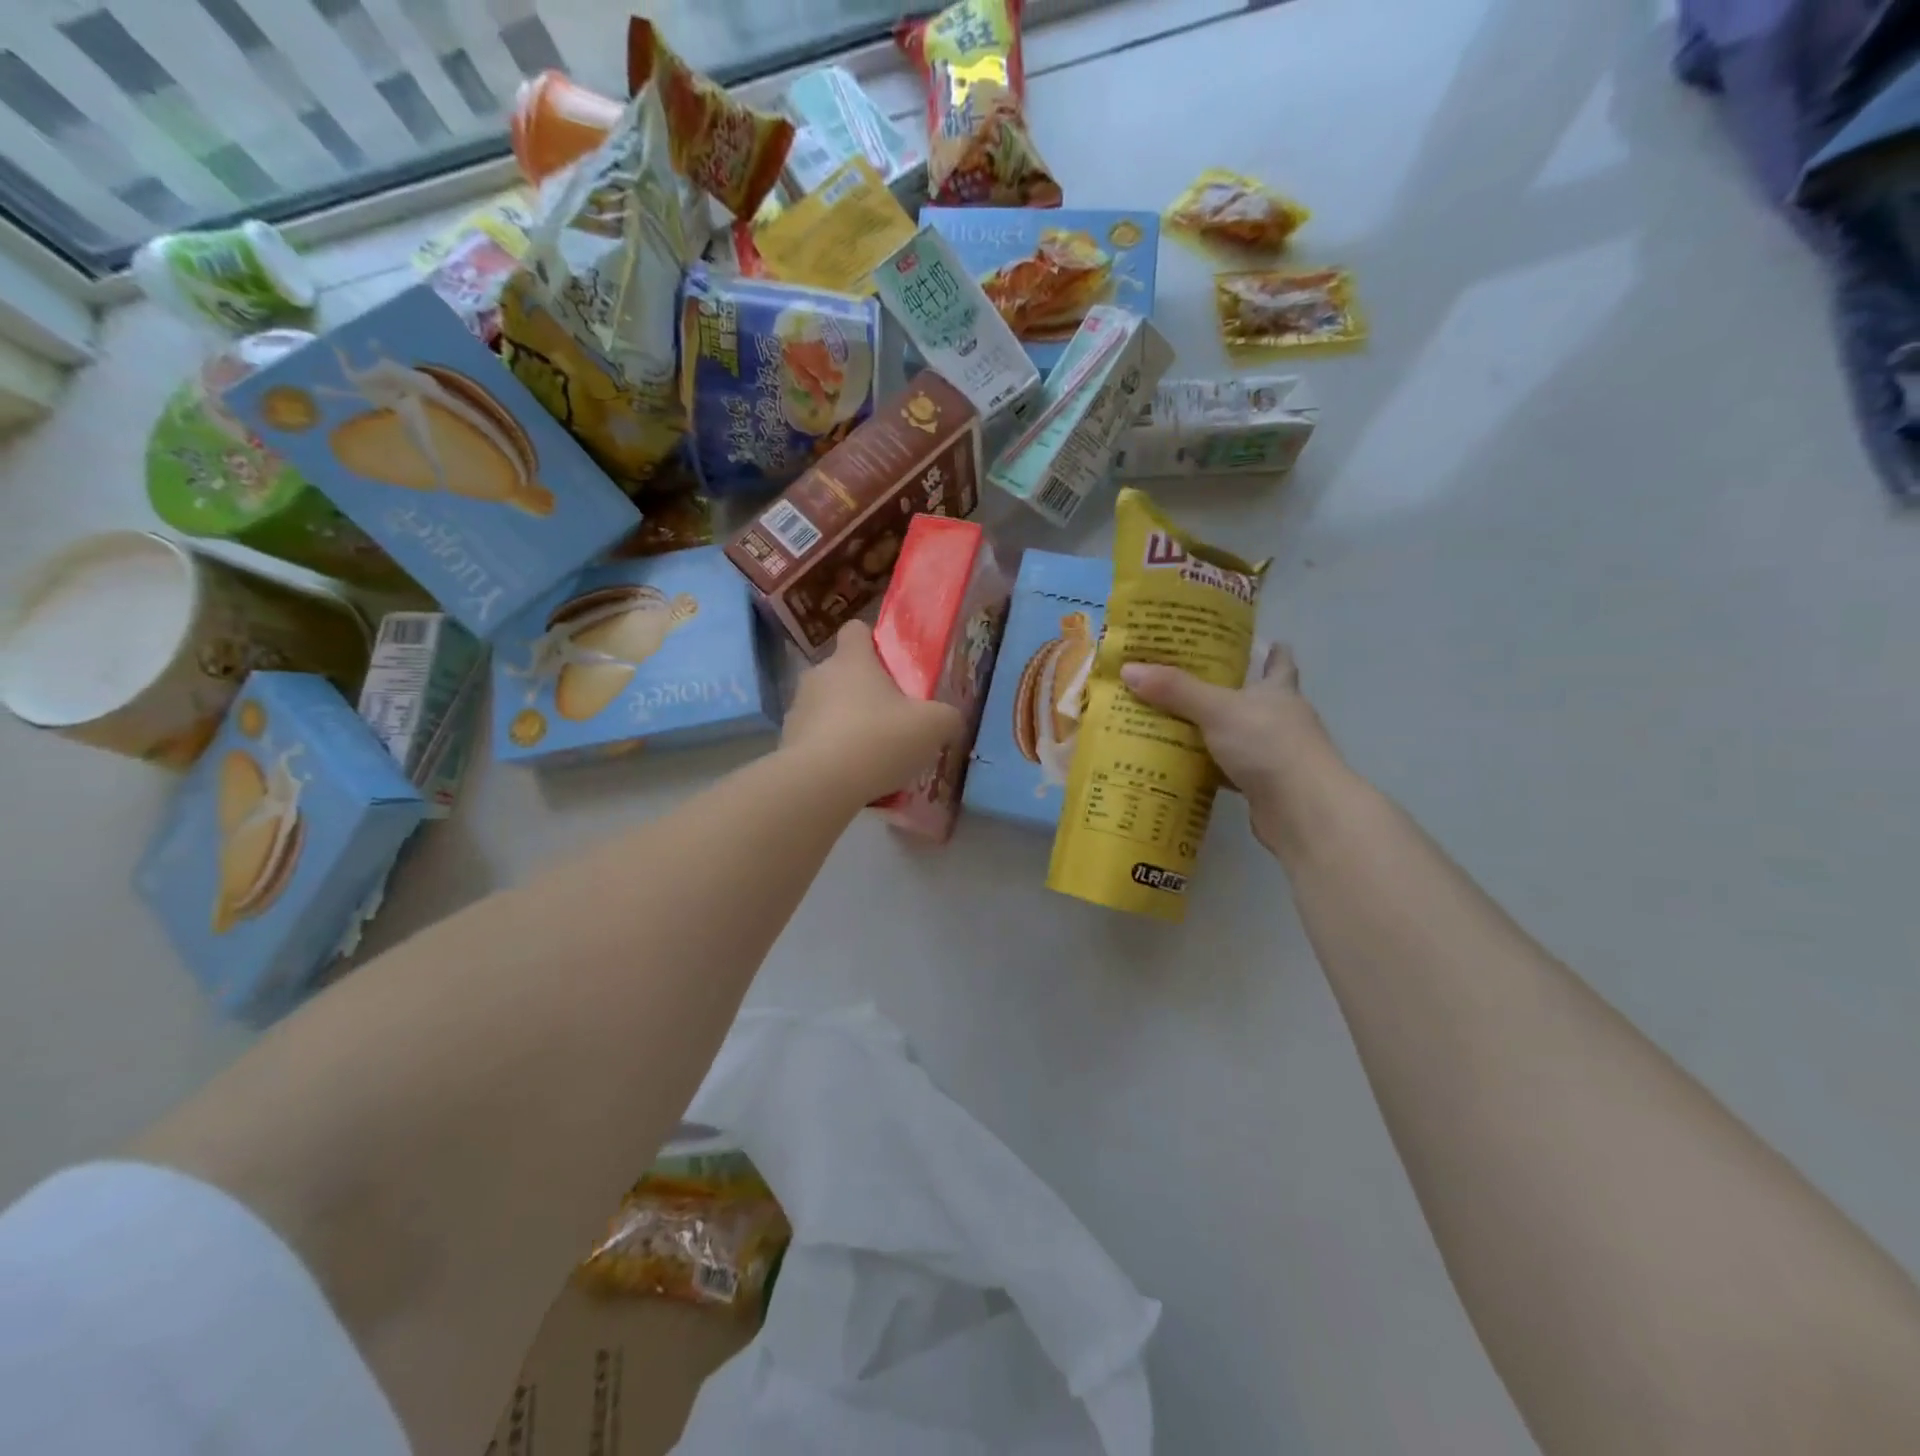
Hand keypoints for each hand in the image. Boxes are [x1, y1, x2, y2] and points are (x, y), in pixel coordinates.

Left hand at [783, 622, 963, 804]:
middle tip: (889, 718)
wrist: (820, 784)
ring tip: (869, 753)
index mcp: (852, 659)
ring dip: (844, 722)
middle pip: (841, 672)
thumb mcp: (933, 726)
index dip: (872, 643)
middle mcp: (819, 674)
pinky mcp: (786, 741)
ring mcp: (797, 708)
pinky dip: (829, 751)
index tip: (889, 665)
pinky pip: (814, 738)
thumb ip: (946, 716)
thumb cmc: (879, 739)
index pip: (856, 630)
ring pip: (825, 706)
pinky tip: (848, 775)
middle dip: (862, 690)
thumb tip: (949, 718)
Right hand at [1120, 646, 1350, 859]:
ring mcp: (1273, 754)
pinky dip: (1207, 767)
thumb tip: (1129, 669)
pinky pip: (1227, 769)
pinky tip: (1181, 765)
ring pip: (1237, 735)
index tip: (1249, 643)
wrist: (1302, 810)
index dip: (1268, 651)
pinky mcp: (1262, 785)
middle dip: (1225, 690)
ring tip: (1172, 721)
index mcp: (1278, 691)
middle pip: (1253, 698)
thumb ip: (1175, 691)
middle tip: (1184, 680)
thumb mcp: (1217, 710)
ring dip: (1212, 731)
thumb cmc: (1268, 745)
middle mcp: (1280, 718)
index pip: (1278, 662)